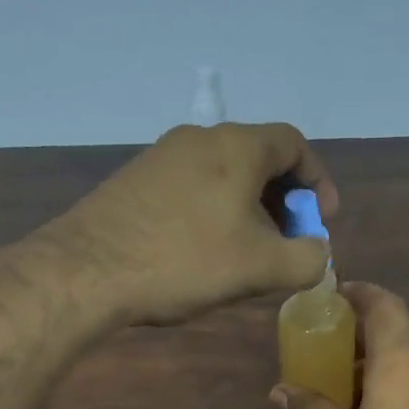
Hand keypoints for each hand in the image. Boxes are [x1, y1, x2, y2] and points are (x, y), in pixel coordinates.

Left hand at [43, 122, 337, 326]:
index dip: (317, 181)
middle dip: (283, 200)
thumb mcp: (261, 267)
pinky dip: (212, 213)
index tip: (322, 220)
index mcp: (237, 146)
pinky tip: (203, 253)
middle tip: (288, 242)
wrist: (86, 271)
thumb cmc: (185, 261)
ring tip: (248, 254)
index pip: (294, 144)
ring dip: (247, 209)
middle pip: (257, 159)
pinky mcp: (134, 182)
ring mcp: (161, 157)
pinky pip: (191, 189)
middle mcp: (199, 138)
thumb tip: (318, 253)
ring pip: (222, 175)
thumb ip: (306, 259)